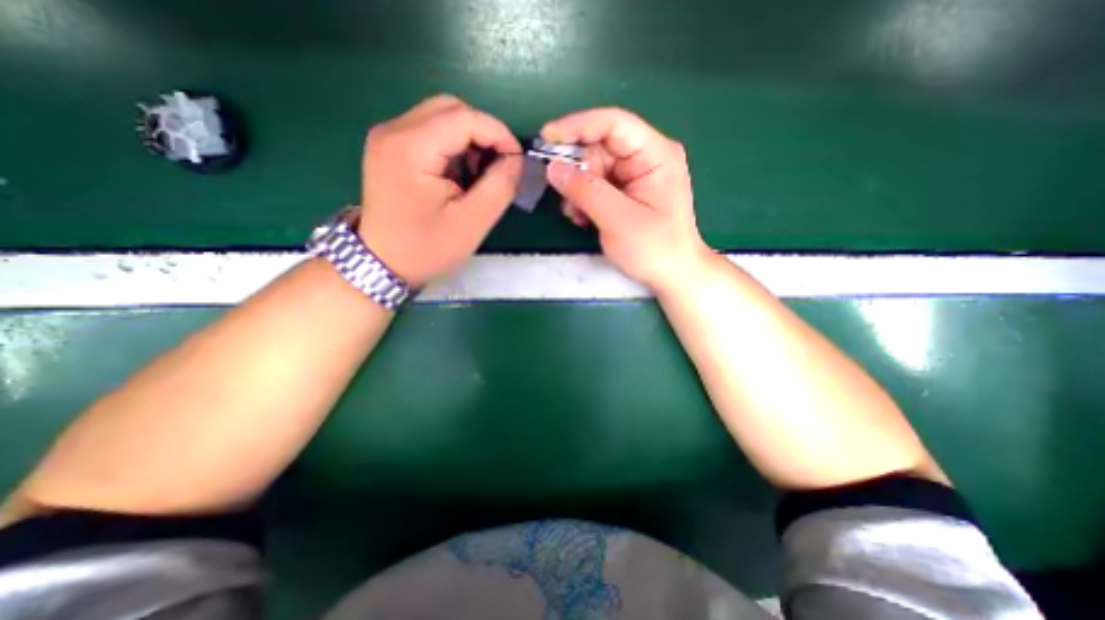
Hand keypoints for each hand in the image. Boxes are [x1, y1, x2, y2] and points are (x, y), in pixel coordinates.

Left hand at [359, 95, 521, 287]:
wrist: (383, 263)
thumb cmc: (427, 248)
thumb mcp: (472, 223)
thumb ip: (500, 186)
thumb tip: (516, 160)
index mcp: (410, 147)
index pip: (465, 117)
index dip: (499, 134)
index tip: (517, 162)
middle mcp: (393, 130)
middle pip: (451, 108)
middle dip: (484, 134)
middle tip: (499, 167)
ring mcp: (388, 137)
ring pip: (441, 116)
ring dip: (469, 140)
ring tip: (479, 174)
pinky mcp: (390, 147)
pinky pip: (430, 131)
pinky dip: (454, 146)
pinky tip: (460, 174)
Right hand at [543, 107, 711, 292]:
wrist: (672, 275)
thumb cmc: (655, 249)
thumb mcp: (618, 220)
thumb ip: (586, 191)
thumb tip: (553, 168)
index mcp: (655, 154)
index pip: (613, 123)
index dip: (577, 126)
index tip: (545, 138)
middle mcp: (645, 158)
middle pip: (599, 147)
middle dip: (576, 171)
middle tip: (564, 198)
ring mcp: (635, 176)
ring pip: (593, 169)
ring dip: (578, 191)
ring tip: (577, 216)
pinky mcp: (626, 193)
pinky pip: (596, 186)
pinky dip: (584, 200)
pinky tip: (584, 219)